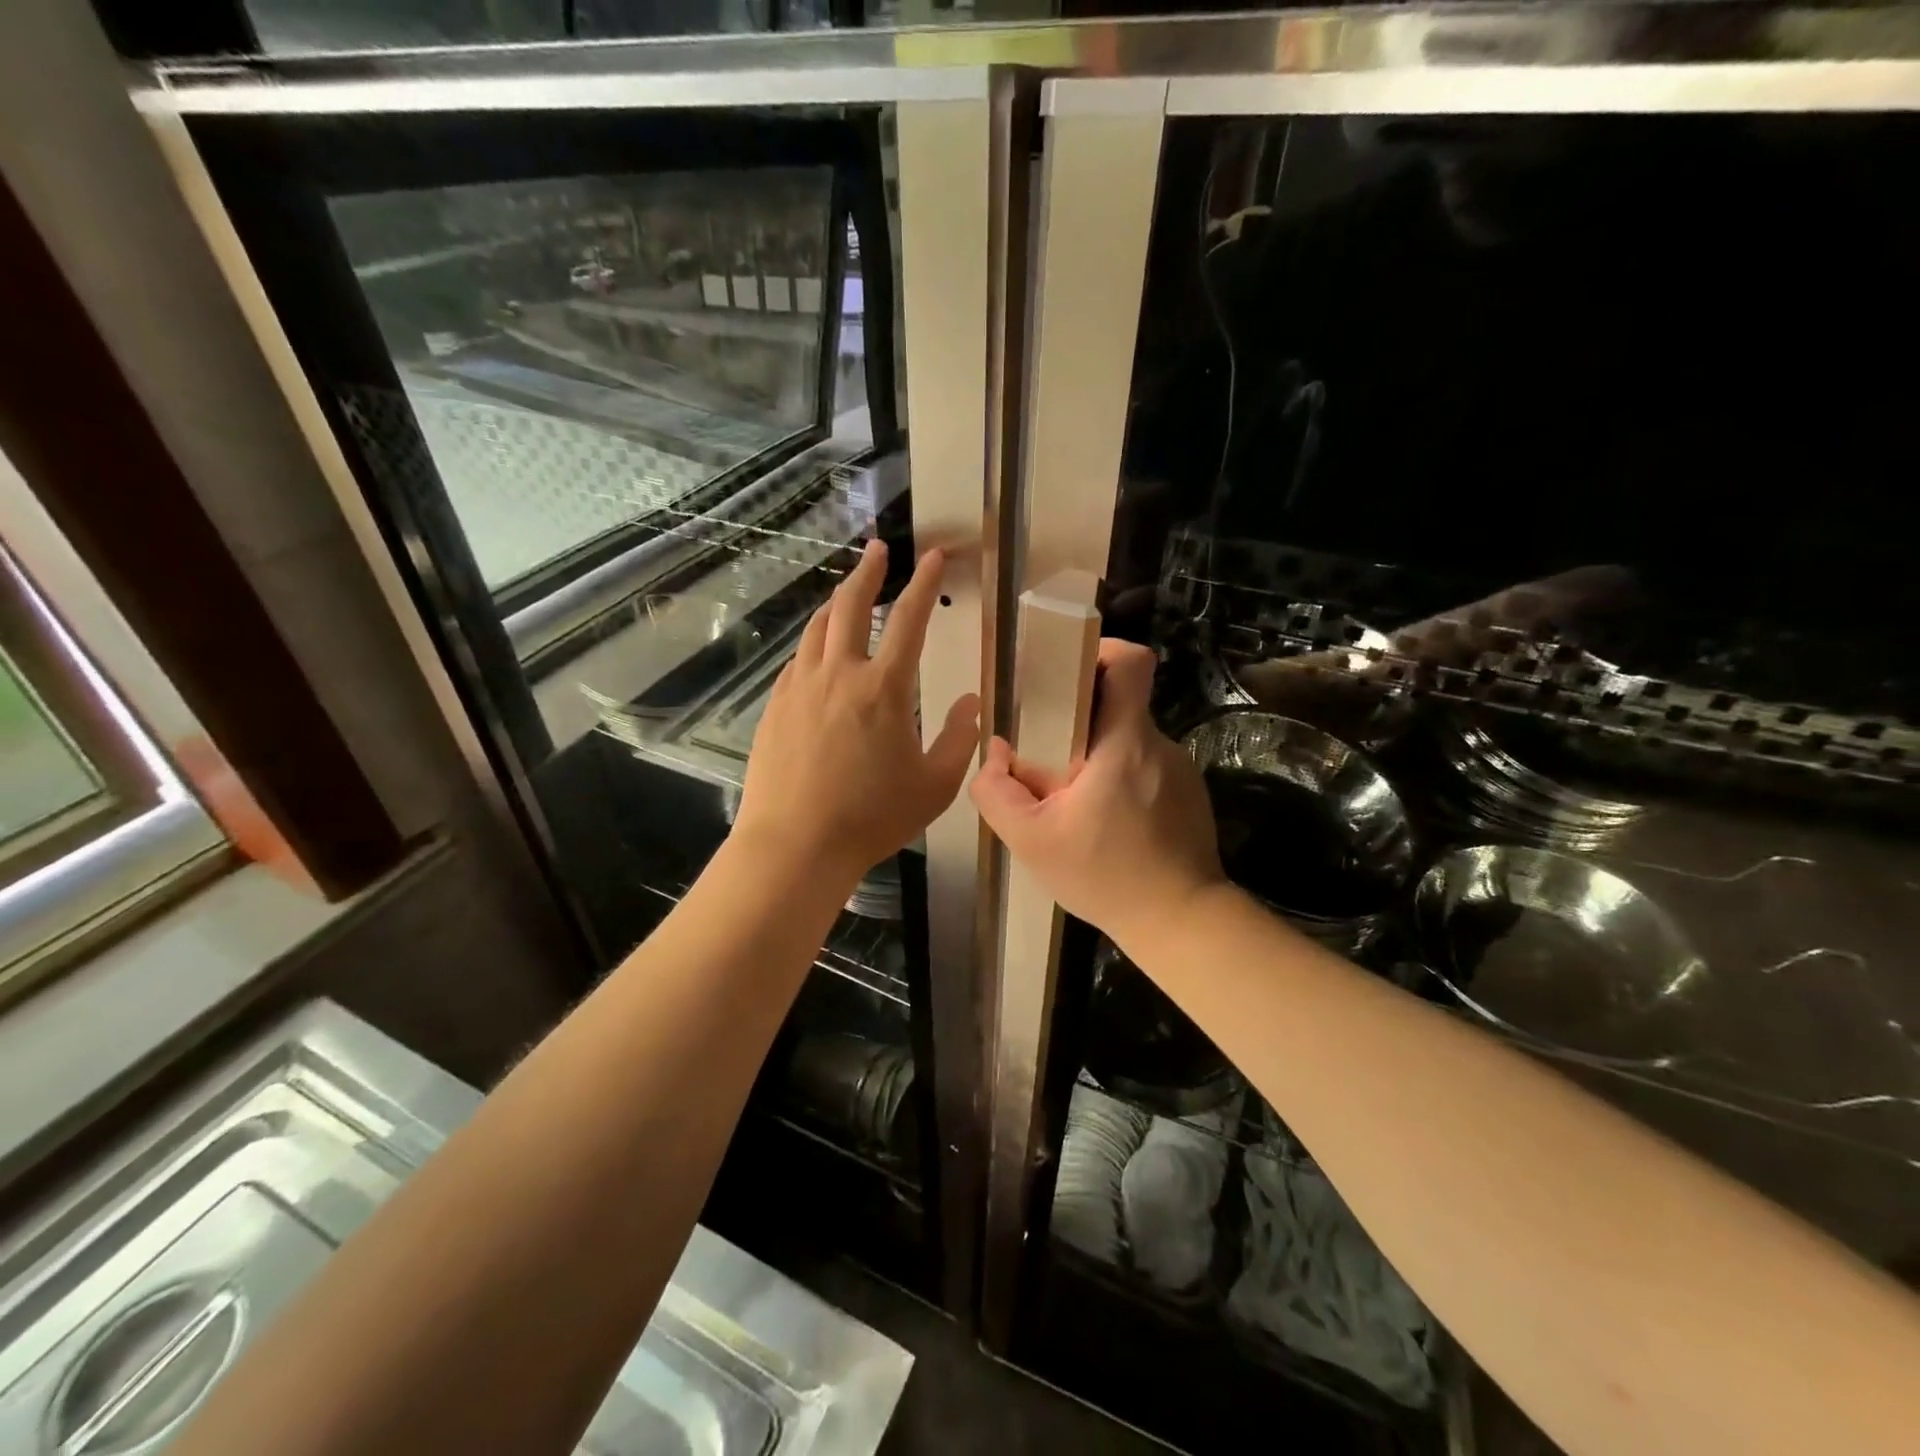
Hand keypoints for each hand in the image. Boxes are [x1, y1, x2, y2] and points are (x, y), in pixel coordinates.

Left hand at [734, 541, 979, 889]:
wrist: (795, 845)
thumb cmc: (872, 818)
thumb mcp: (935, 785)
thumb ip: (959, 738)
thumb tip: (973, 702)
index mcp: (884, 687)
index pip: (908, 619)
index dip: (924, 583)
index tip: (933, 556)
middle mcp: (839, 674)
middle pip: (850, 605)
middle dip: (868, 571)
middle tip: (877, 550)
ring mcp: (800, 687)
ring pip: (817, 627)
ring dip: (835, 601)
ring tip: (847, 592)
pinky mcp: (776, 706)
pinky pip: (798, 660)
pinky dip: (814, 643)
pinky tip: (818, 652)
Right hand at [970, 639, 1224, 953]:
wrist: (1181, 921)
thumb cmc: (1105, 876)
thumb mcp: (1031, 840)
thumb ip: (997, 791)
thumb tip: (996, 752)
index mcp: (1125, 743)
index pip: (1132, 662)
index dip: (1102, 649)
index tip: (1069, 668)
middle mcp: (1159, 745)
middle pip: (1121, 702)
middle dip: (1081, 715)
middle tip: (1049, 747)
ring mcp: (1180, 770)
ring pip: (1130, 738)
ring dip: (1099, 753)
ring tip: (1075, 797)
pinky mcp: (1189, 794)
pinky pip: (1146, 767)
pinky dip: (1122, 779)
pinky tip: (1107, 822)